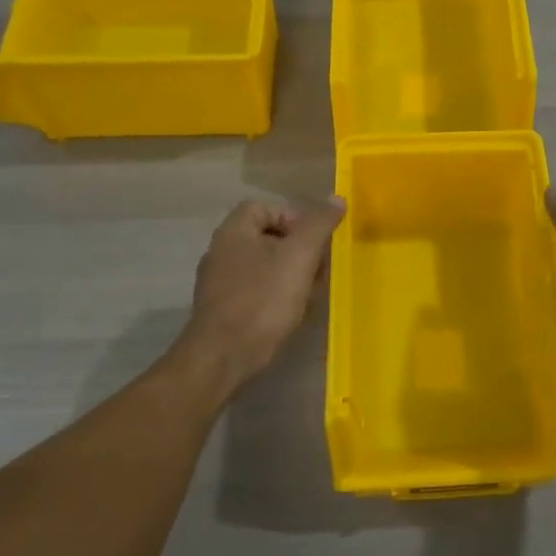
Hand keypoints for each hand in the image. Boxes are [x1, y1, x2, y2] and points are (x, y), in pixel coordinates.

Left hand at [178, 196, 344, 385]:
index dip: (295, 219)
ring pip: (263, 267)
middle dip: (298, 251)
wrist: (223, 358)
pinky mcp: (221, 310)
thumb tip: (337, 198)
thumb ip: (319, 225)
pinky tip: (290, 315)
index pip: (266, 207)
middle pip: (266, 237)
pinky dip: (275, 297)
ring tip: (308, 295)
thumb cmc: (263, 300)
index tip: (316, 242)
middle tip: (317, 271)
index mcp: (234, 232)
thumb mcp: (299, 256)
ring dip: (290, 276)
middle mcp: (221, 252)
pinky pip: (255, 292)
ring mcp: (218, 283)